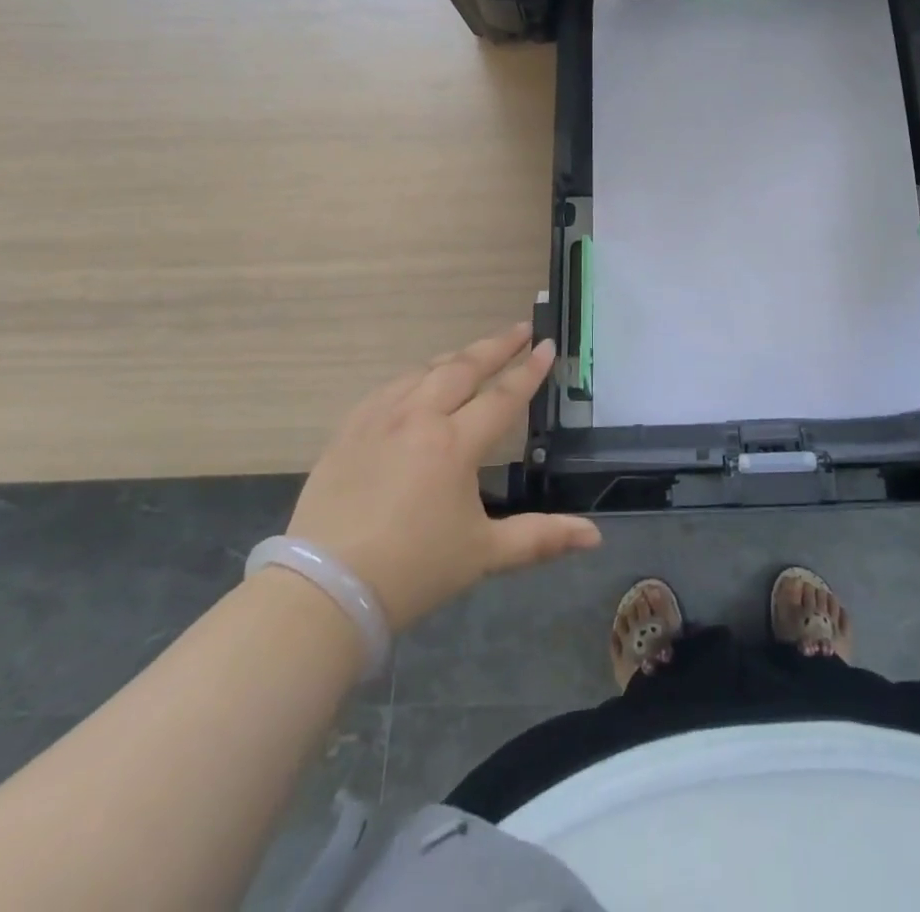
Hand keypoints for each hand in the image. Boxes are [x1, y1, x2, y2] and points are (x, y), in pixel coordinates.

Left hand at [283, 322, 601, 632]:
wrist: (324, 591)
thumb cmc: (413, 571)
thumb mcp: (484, 554)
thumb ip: (541, 538)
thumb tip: (595, 537)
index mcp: (455, 444)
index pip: (502, 396)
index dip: (529, 370)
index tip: (547, 344)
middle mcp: (418, 419)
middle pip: (463, 369)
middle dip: (495, 346)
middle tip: (518, 329)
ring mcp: (378, 421)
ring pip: (423, 373)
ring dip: (455, 359)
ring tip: (474, 354)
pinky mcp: (348, 432)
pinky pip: (387, 390)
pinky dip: (413, 378)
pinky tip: (416, 383)